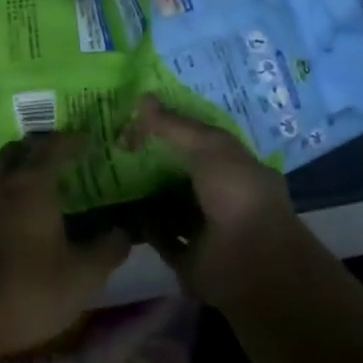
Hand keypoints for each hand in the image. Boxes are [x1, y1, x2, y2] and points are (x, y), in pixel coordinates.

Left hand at [0, 134, 130, 357]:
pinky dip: (11, 191)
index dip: (73, 140)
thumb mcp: (81, 276)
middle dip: (42, 147)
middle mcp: (5, 182)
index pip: (54, 146)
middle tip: (64, 157)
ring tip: (46, 185)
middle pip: (21, 149)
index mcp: (34, 182)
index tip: (90, 141)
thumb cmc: (29, 286)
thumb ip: (107, 250)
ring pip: (4, 169)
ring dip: (23, 168)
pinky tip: (24, 212)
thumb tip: (124, 231)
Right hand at [127, 97, 304, 308]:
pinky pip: (159, 236)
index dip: (172, 127)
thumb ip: (174, 125)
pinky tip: (118, 208)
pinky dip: (141, 225)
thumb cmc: (237, 194)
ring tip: (110, 173)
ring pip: (168, 204)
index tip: (139, 118)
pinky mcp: (188, 258)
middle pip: (181, 172)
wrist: (251, 264)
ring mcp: (206, 228)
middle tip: (117, 143)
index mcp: (235, 166)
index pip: (200, 140)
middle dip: (153, 159)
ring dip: (144, 192)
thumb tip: (141, 98)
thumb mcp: (208, 146)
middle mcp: (222, 196)